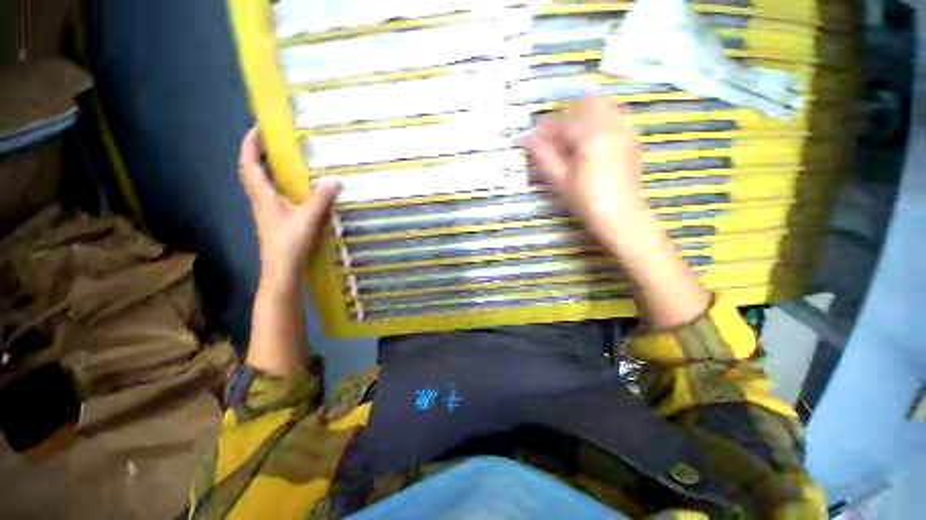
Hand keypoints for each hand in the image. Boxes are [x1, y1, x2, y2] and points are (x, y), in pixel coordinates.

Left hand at [239, 126, 339, 282]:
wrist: (282, 269)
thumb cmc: (289, 242)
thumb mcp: (308, 218)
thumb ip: (321, 198)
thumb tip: (336, 180)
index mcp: (263, 196)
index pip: (249, 164)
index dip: (250, 145)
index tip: (258, 128)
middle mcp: (261, 200)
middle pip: (253, 172)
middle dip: (259, 154)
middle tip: (275, 142)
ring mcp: (268, 211)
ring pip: (263, 184)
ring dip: (269, 169)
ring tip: (287, 160)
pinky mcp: (277, 220)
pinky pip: (275, 195)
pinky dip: (281, 185)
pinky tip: (297, 189)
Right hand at [524, 97, 709, 326]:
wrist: (633, 235)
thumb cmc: (595, 216)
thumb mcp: (563, 189)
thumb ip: (545, 162)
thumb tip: (526, 143)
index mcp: (594, 141)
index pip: (563, 121)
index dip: (542, 129)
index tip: (526, 141)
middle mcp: (615, 132)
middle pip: (586, 108)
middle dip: (562, 122)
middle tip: (545, 144)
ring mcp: (629, 139)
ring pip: (602, 115)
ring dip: (578, 127)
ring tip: (562, 150)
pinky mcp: (634, 150)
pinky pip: (613, 129)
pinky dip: (594, 134)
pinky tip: (584, 155)